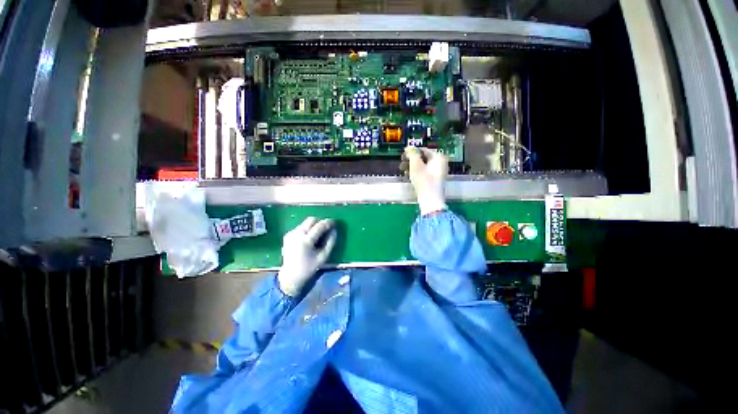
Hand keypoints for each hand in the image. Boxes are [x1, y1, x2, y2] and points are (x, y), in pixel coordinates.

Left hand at [277, 217, 336, 296]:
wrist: (290, 276)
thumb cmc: (309, 267)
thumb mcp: (323, 257)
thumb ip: (330, 242)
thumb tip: (334, 230)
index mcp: (305, 241)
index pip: (319, 226)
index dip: (328, 222)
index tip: (334, 222)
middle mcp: (297, 234)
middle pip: (311, 220)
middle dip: (320, 221)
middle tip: (326, 227)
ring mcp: (291, 234)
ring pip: (305, 223)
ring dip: (314, 225)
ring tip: (318, 234)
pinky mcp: (287, 235)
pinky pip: (300, 227)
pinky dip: (307, 229)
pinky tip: (309, 238)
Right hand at [404, 146, 447, 214]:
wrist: (430, 199)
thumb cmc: (424, 181)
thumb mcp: (416, 165)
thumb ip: (412, 154)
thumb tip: (409, 147)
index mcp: (439, 157)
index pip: (423, 149)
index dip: (412, 151)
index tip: (403, 155)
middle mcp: (441, 163)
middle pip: (423, 157)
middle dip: (411, 160)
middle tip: (402, 163)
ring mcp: (438, 172)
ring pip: (423, 165)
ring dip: (412, 166)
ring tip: (404, 170)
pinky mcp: (435, 180)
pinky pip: (424, 172)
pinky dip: (417, 172)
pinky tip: (409, 176)